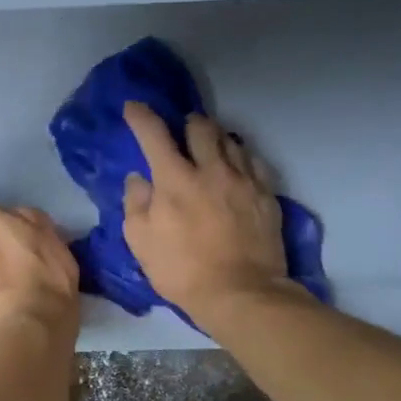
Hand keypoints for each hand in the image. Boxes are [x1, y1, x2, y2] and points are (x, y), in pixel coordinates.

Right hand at [121, 102, 293, 322]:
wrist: (242, 293)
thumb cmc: (183, 271)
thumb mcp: (141, 242)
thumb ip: (136, 204)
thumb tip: (138, 178)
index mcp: (175, 179)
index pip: (154, 134)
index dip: (140, 116)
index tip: (133, 108)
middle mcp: (211, 169)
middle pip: (200, 127)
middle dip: (187, 123)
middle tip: (182, 131)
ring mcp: (243, 180)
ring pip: (230, 140)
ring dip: (216, 138)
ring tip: (210, 149)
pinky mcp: (266, 195)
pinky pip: (254, 162)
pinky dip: (241, 158)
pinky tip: (237, 169)